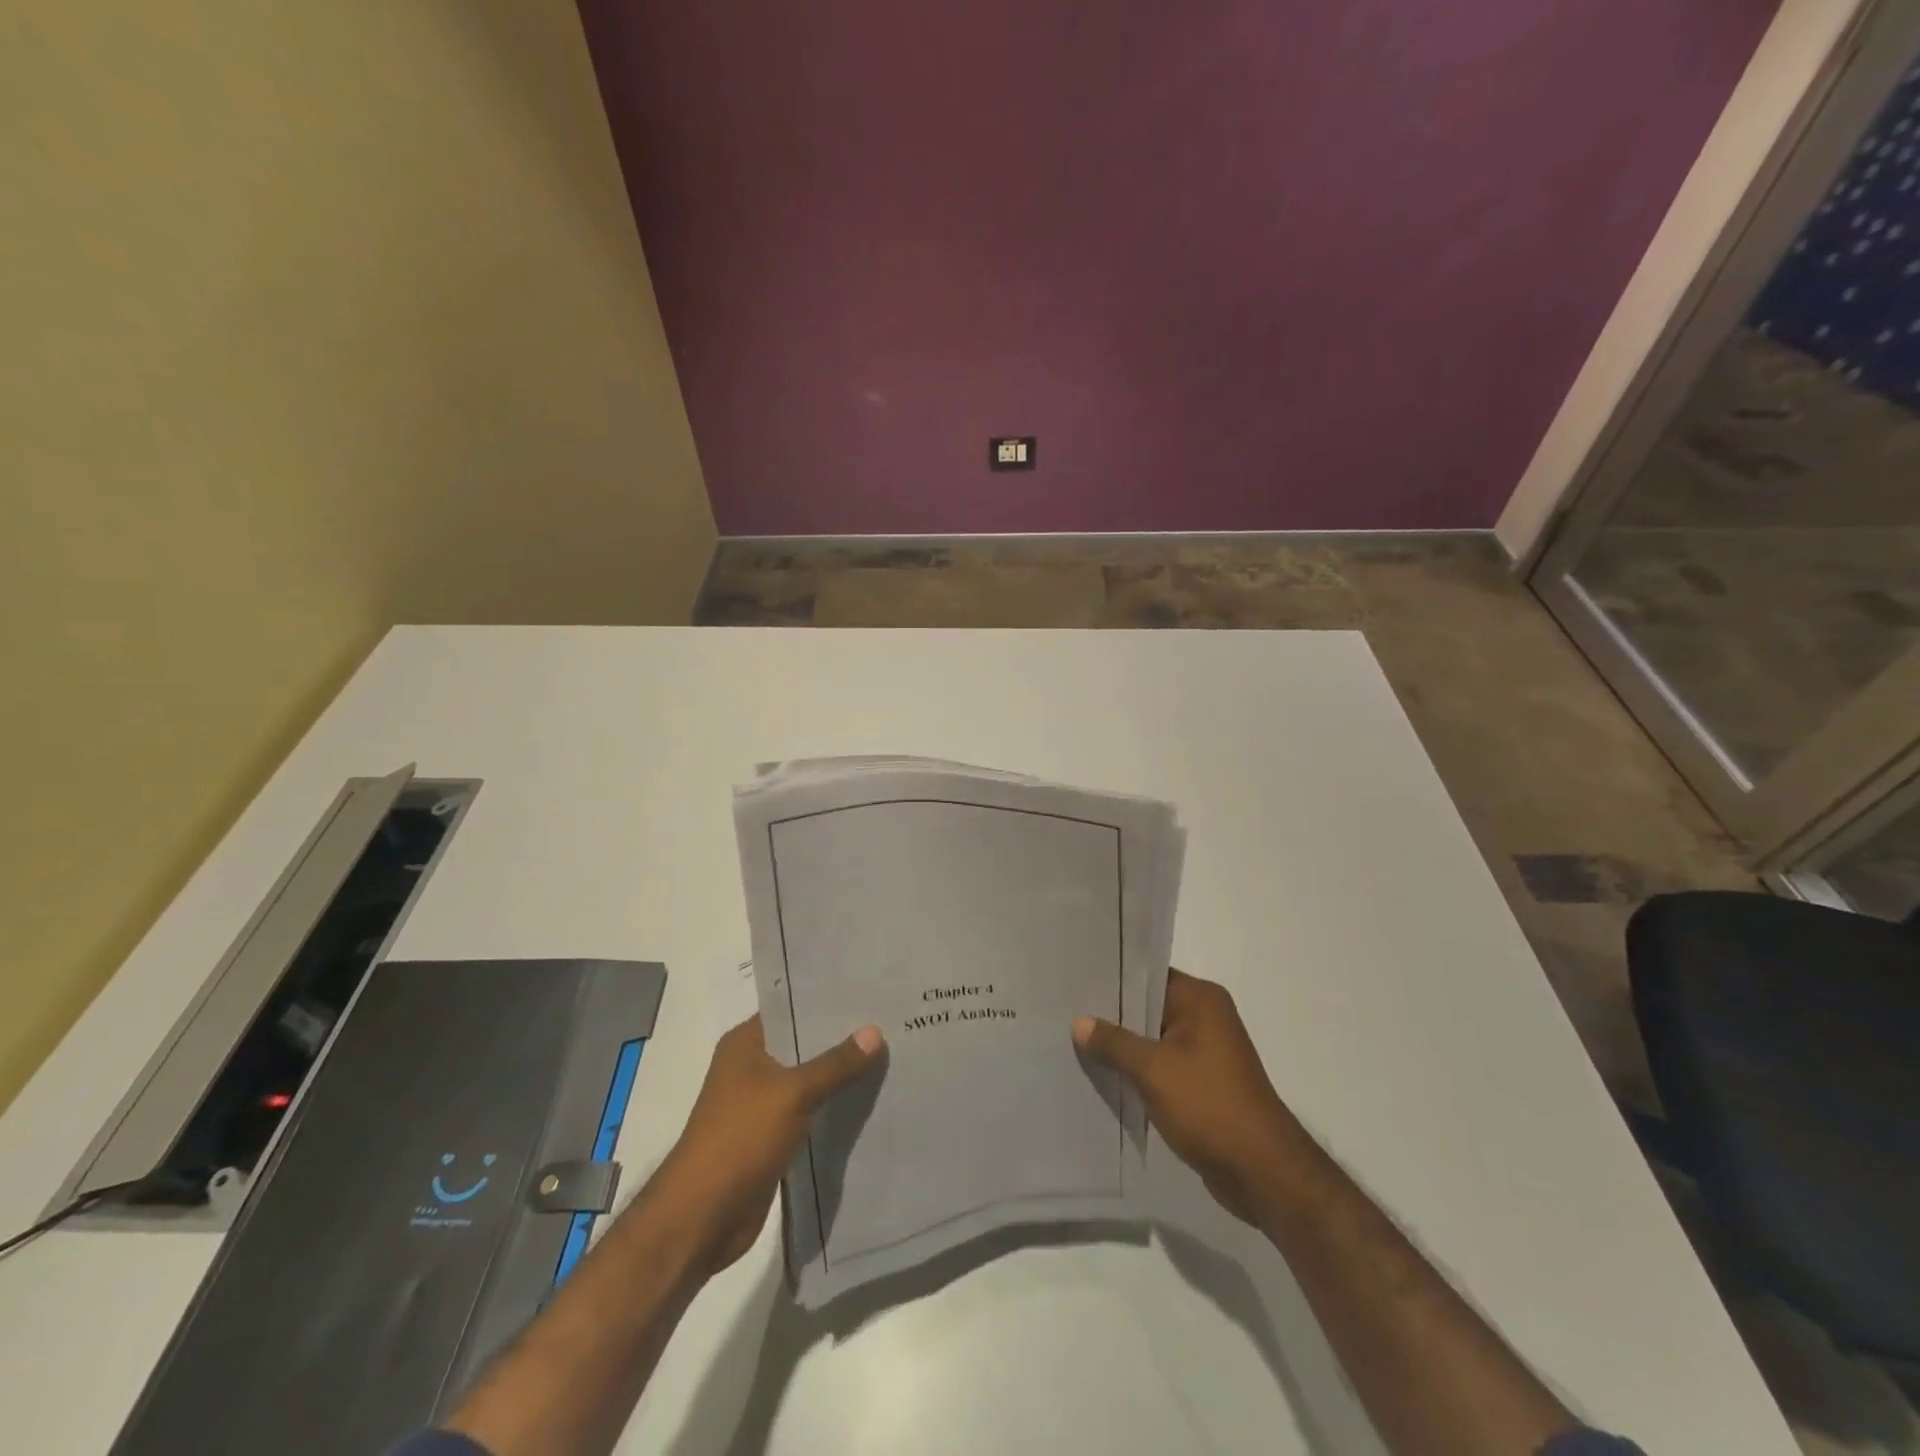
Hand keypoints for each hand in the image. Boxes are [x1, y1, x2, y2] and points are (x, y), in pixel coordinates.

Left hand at [653, 1015, 884, 1272]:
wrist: (702, 1218)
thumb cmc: (739, 1139)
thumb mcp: (792, 1093)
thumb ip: (835, 1064)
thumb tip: (876, 1031)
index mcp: (745, 1044)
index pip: (792, 1007)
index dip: (828, 1000)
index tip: (870, 992)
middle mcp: (752, 1067)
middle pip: (804, 1044)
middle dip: (842, 1038)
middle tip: (890, 1022)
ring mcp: (761, 1103)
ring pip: (810, 1079)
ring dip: (840, 1075)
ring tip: (890, 1055)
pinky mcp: (772, 1136)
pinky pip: (810, 1111)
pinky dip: (834, 1107)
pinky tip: (870, 1099)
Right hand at [1074, 969, 1298, 1223]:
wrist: (1262, 1173)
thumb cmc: (1209, 1106)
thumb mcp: (1153, 1070)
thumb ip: (1114, 1042)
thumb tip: (1079, 1022)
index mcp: (1200, 999)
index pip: (1147, 975)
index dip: (1111, 978)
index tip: (1074, 980)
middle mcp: (1206, 1017)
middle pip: (1148, 1006)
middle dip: (1111, 1015)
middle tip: (1065, 1010)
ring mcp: (1205, 1051)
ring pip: (1152, 1039)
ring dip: (1122, 1046)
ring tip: (1074, 1042)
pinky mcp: (1202, 1083)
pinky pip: (1161, 1065)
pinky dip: (1137, 1070)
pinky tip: (1103, 1075)